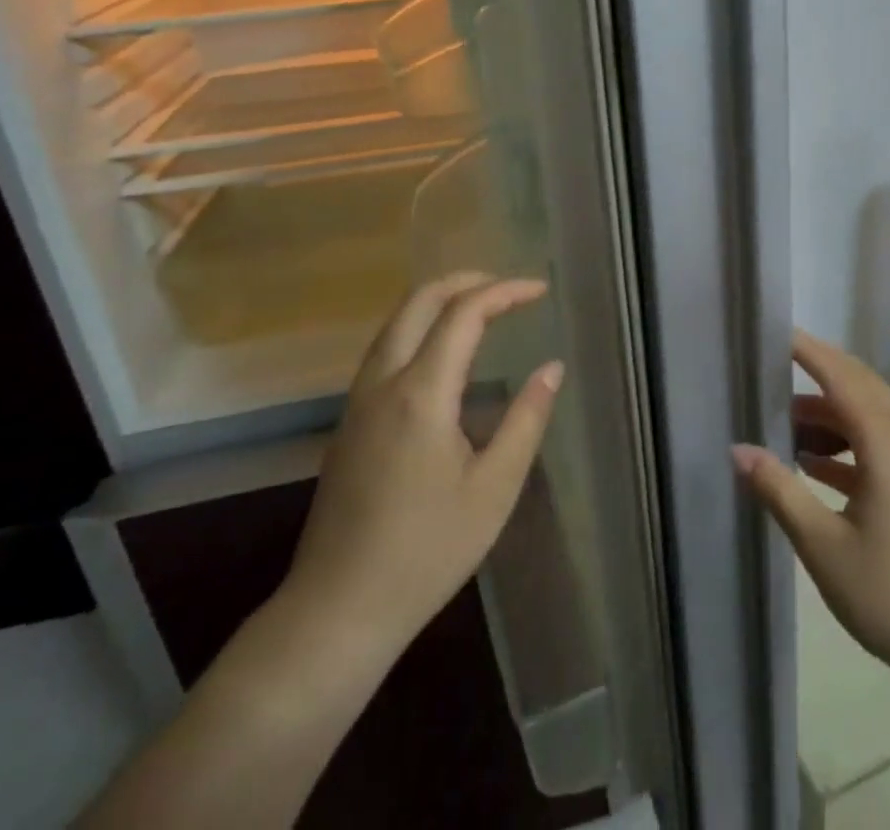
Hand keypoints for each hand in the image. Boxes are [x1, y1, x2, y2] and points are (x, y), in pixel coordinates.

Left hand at [282, 273, 563, 665]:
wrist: (337, 609)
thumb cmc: (427, 551)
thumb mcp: (494, 488)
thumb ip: (526, 419)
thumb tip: (551, 368)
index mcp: (421, 393)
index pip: (464, 313)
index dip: (505, 292)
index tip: (540, 291)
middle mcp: (383, 382)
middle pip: (418, 301)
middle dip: (466, 281)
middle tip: (509, 288)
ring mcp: (358, 401)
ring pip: (396, 322)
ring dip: (439, 301)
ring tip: (482, 308)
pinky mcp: (348, 422)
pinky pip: (385, 349)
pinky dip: (419, 327)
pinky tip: (444, 353)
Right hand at [733, 331, 889, 697]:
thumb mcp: (824, 548)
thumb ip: (779, 491)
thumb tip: (738, 449)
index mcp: (885, 441)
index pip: (839, 375)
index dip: (807, 350)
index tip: (774, 331)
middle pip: (858, 386)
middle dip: (815, 374)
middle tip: (771, 370)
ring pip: (870, 415)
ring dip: (829, 414)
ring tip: (784, 426)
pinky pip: (882, 443)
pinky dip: (848, 442)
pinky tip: (817, 464)